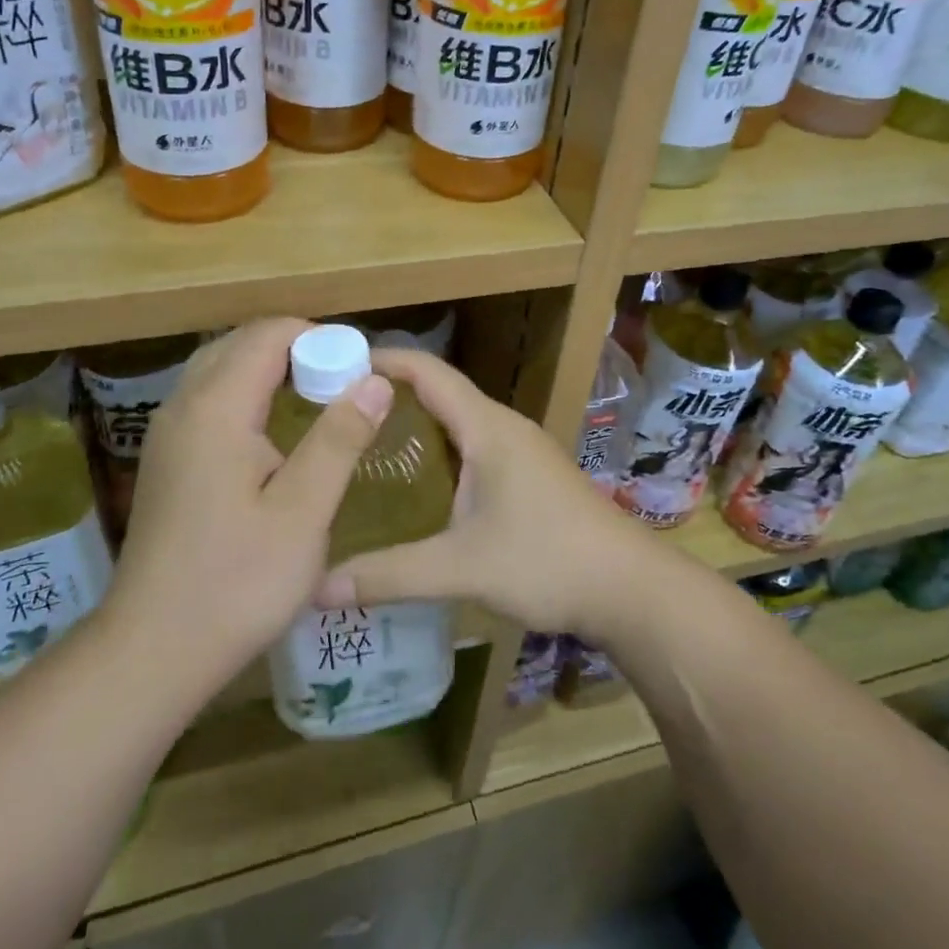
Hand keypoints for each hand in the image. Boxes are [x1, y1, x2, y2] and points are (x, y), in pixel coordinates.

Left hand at [106, 319, 394, 694]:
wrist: (154, 649)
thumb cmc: (237, 582)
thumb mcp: (303, 512)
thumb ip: (339, 439)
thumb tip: (376, 380)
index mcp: (216, 409)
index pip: (267, 335)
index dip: (318, 338)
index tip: (358, 367)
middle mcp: (183, 407)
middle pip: (239, 344)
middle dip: (294, 348)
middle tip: (342, 381)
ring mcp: (167, 434)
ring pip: (220, 370)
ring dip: (268, 369)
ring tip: (315, 398)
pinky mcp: (165, 460)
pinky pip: (207, 399)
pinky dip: (245, 393)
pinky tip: (273, 432)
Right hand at [313, 348, 656, 636]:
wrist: (630, 588)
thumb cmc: (548, 561)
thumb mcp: (462, 568)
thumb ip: (390, 574)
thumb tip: (318, 586)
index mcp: (487, 427)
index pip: (427, 372)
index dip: (382, 360)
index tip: (333, 364)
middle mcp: (503, 427)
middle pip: (439, 392)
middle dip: (388, 394)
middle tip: (334, 412)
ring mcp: (521, 450)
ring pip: (457, 422)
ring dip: (414, 424)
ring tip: (363, 444)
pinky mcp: (529, 475)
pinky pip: (472, 447)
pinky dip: (437, 451)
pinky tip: (414, 483)